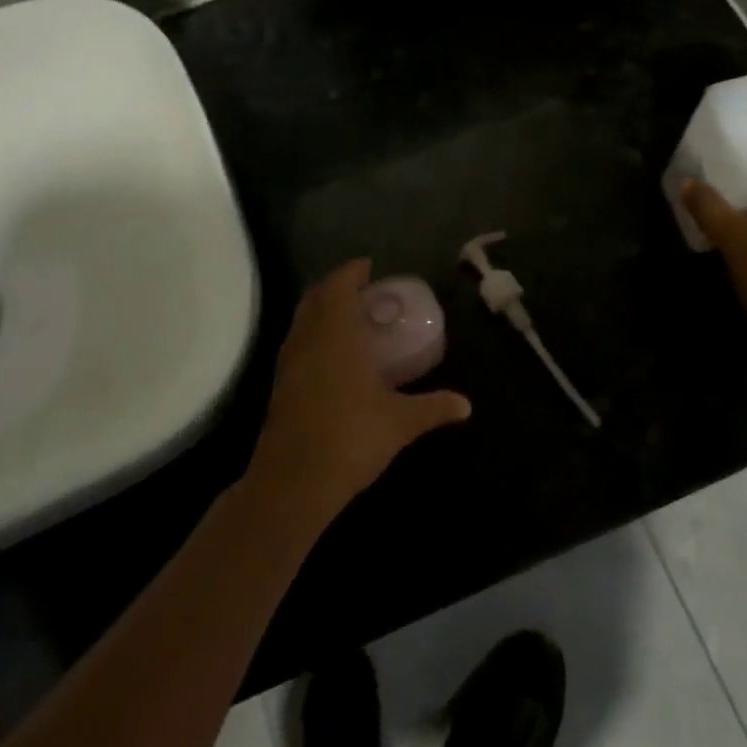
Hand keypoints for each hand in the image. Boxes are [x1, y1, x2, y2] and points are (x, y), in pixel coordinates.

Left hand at [246, 259, 470, 529]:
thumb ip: (433, 408)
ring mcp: (288, 365)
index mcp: (335, 336)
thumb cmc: (351, 438)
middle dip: (335, 288)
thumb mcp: (400, 422)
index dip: (351, 272)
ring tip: (349, 319)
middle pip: (314, 299)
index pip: (338, 288)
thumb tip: (466, 405)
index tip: (367, 265)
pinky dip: (313, 336)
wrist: (294, 481)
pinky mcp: (280, 388)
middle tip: (360, 290)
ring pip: (302, 322)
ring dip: (321, 311)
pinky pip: (297, 345)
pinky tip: (332, 357)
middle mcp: (307, 341)